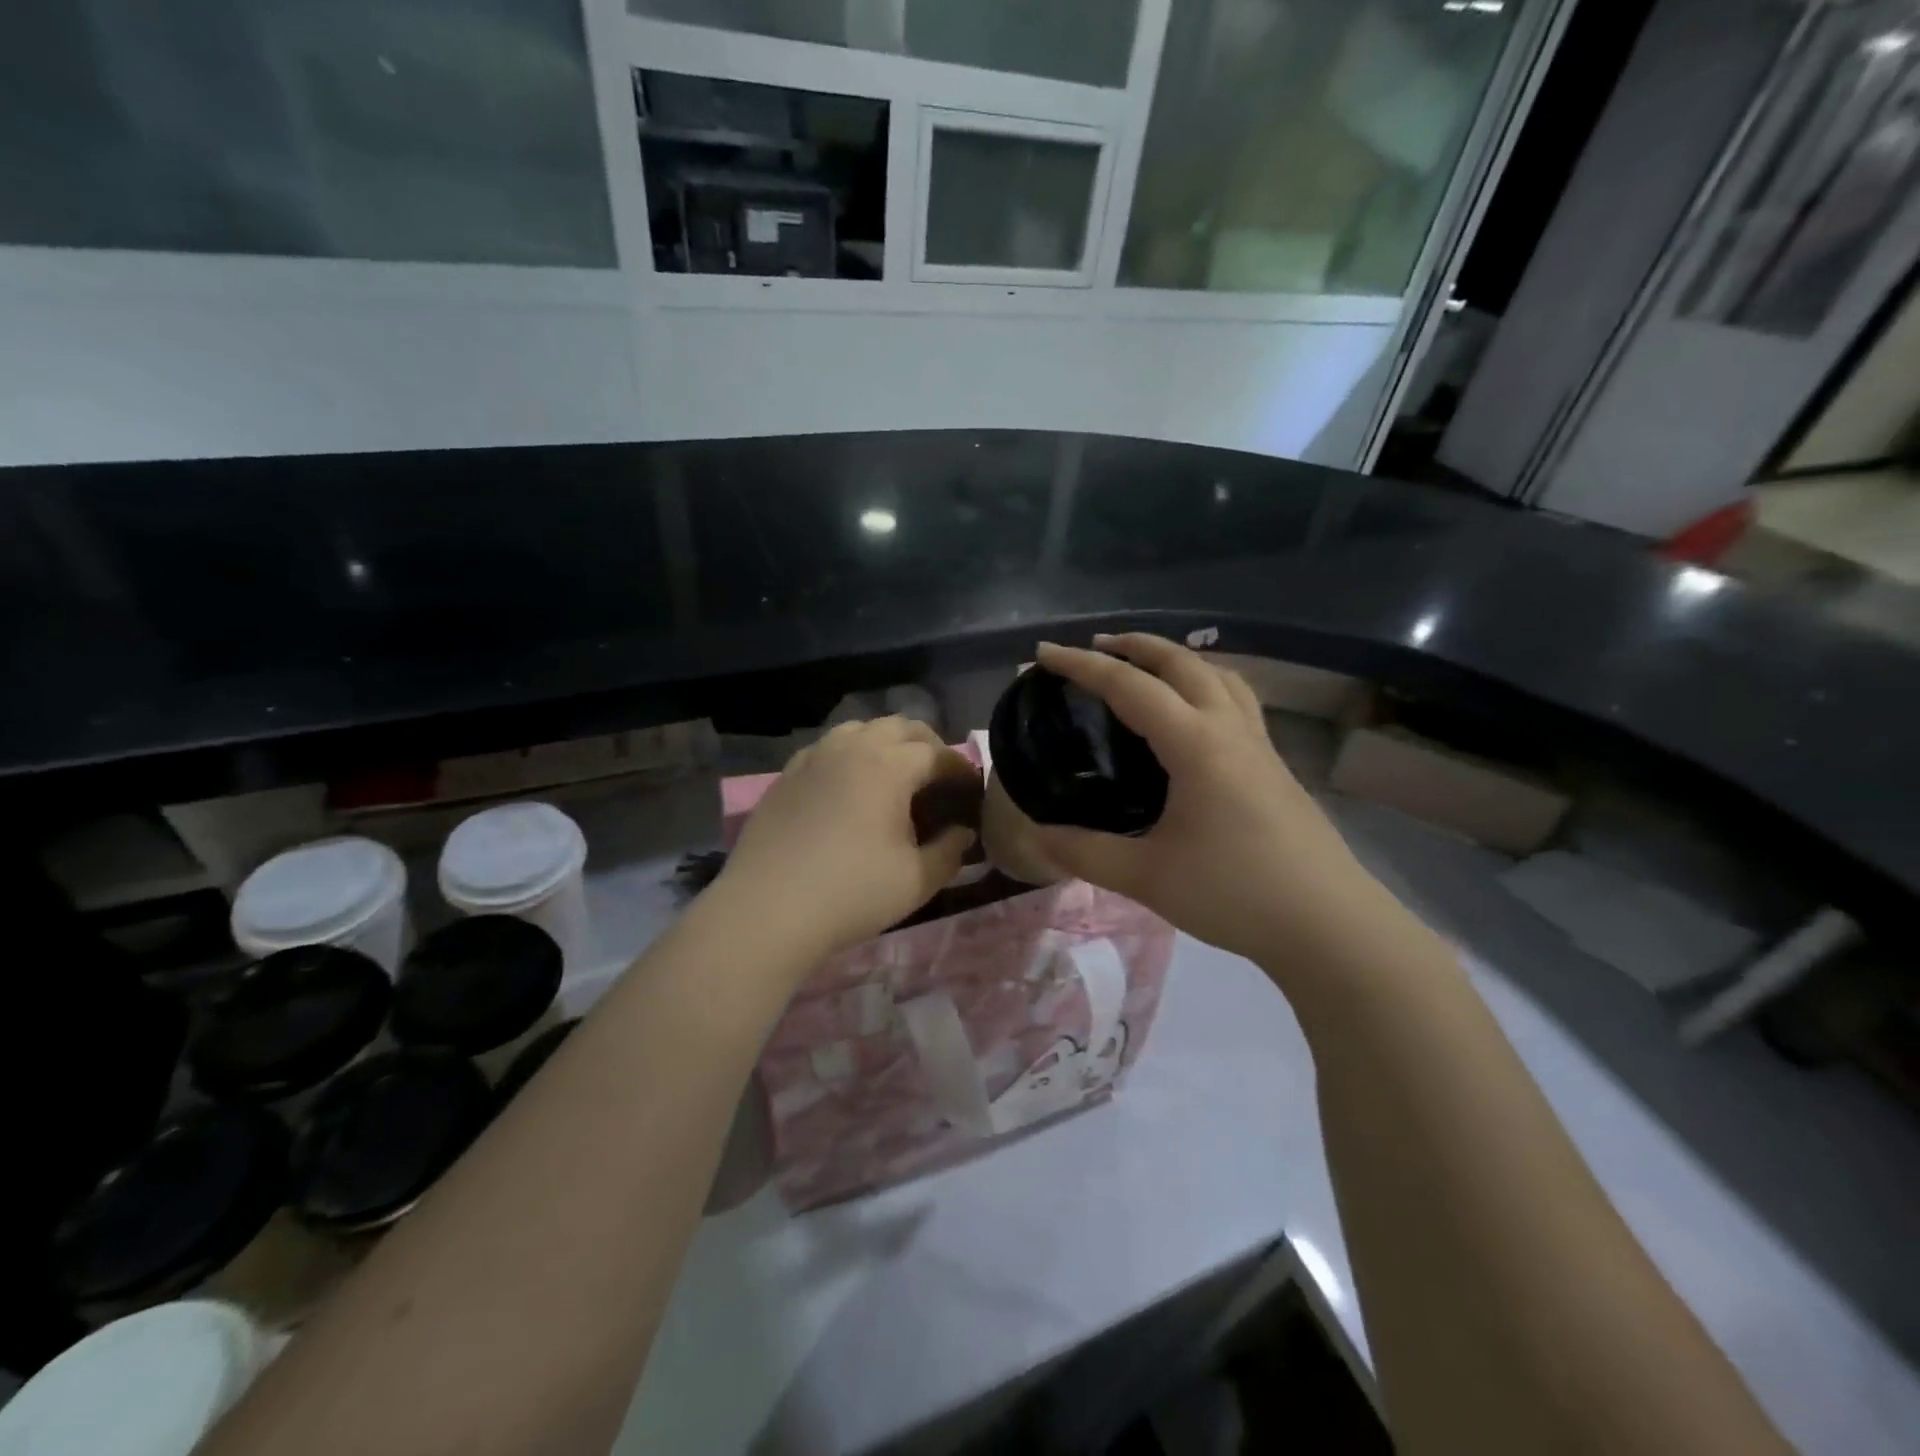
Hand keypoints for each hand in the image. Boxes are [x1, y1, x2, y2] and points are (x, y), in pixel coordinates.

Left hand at [714, 716, 977, 962]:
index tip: (972, 791)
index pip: (938, 754)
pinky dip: (850, 755)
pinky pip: (827, 747)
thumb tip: (964, 832)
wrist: (768, 910)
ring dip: (886, 743)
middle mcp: (852, 748)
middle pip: (900, 726)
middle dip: (927, 746)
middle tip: (938, 780)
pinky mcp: (787, 774)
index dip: (961, 769)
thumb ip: (950, 851)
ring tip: (894, 776)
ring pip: (860, 729)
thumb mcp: (917, 880)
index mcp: (889, 765)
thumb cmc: (851, 894)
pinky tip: (849, 787)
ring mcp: (814, 757)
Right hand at [1031, 635, 1387, 964]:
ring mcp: (1260, 745)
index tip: (1044, 653)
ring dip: (1176, 659)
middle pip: (1182, 662)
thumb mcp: (1148, 877)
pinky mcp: (1276, 766)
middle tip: (1095, 646)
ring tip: (1145, 667)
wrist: (1329, 925)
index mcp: (1196, 744)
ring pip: (1219, 676)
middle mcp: (1230, 730)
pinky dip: (1205, 685)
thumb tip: (1037, 834)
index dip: (1082, 665)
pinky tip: (1194, 717)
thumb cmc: (1235, 894)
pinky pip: (1237, 702)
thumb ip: (1086, 852)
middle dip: (1135, 645)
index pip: (1130, 686)